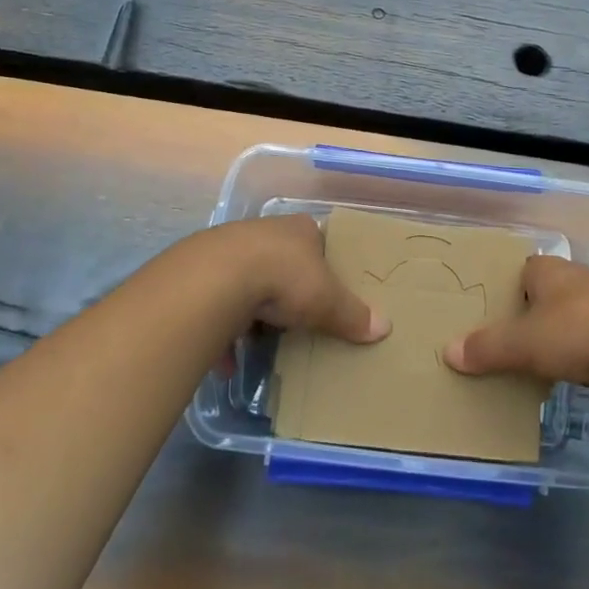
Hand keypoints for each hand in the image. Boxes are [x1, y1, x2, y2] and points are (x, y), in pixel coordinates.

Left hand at [219, 214, 389, 343]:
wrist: (219, 278)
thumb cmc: (285, 277)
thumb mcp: (327, 299)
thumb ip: (353, 314)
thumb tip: (385, 327)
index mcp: (299, 229)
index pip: (316, 240)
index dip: (321, 264)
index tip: (325, 290)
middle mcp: (265, 232)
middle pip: (280, 261)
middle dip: (286, 290)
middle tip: (296, 319)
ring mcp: (230, 250)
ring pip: (247, 281)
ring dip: (252, 311)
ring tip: (260, 339)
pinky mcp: (203, 274)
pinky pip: (217, 306)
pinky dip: (223, 332)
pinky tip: (228, 359)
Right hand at [443, 253, 588, 386]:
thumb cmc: (575, 333)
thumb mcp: (523, 345)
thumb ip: (487, 348)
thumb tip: (448, 352)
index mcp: (548, 270)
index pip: (522, 270)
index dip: (509, 289)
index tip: (498, 314)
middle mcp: (577, 275)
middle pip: (548, 290)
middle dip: (535, 312)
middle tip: (518, 340)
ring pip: (576, 310)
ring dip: (564, 330)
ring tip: (549, 360)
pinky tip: (585, 370)